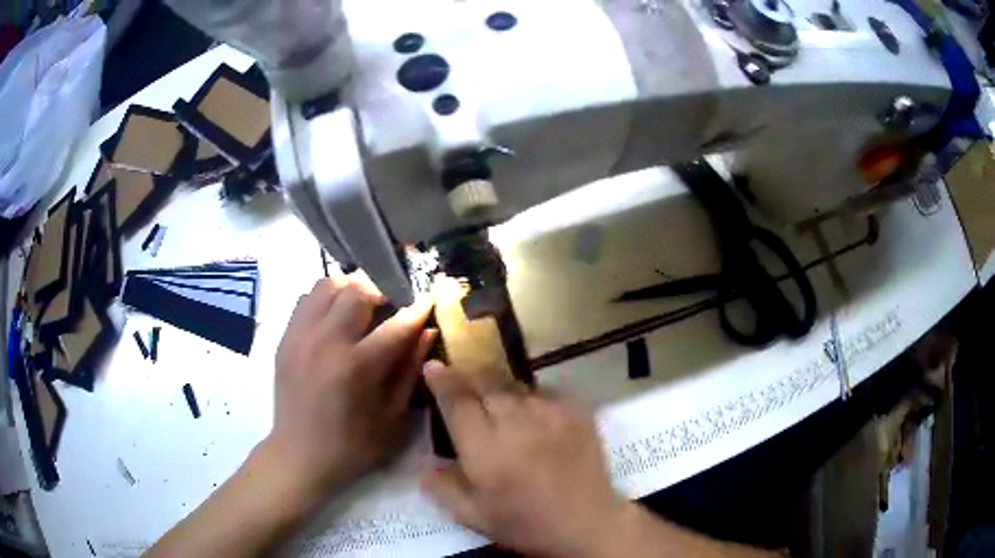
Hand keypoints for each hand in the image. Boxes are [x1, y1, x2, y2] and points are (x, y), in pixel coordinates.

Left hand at [266, 274, 433, 493]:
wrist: (299, 455)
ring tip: (362, 307)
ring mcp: (300, 336)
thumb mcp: (391, 417)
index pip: (395, 324)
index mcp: (355, 367)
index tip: (428, 298)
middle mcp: (325, 342)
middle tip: (391, 305)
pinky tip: (335, 319)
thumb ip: (409, 370)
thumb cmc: (352, 445)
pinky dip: (326, 299)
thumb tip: (428, 331)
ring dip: (350, 289)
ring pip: (328, 284)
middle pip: (357, 289)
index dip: (417, 308)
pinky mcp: (285, 338)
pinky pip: (307, 299)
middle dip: (381, 290)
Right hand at [422, 362, 628, 557]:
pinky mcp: (576, 411)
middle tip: (459, 379)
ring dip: (498, 388)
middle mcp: (516, 422)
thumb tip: (424, 466)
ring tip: (496, 401)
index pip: (457, 401)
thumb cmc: (526, 523)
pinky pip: (544, 392)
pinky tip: (531, 415)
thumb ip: (443, 488)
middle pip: (485, 383)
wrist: (587, 522)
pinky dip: (530, 398)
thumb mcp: (473, 516)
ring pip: (515, 385)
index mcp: (486, 449)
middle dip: (467, 376)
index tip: (433, 366)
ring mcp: (550, 413)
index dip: (442, 381)